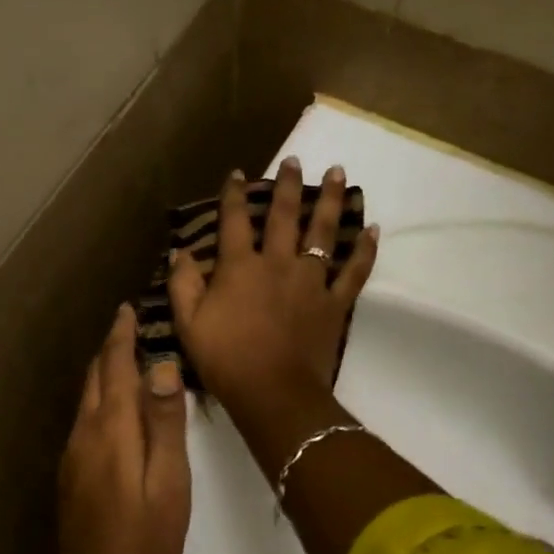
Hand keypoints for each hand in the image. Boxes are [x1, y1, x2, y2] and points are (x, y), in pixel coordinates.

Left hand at [57, 303, 191, 553]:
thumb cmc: (147, 537)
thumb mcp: (170, 481)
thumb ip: (165, 424)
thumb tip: (161, 367)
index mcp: (111, 431)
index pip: (113, 369)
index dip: (120, 337)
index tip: (126, 309)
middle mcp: (84, 435)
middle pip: (94, 379)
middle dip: (109, 349)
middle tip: (127, 326)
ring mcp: (72, 456)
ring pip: (85, 400)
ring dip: (102, 373)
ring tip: (122, 359)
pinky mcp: (69, 475)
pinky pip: (83, 421)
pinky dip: (98, 400)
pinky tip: (112, 410)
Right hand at [165, 160, 378, 417]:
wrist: (273, 392)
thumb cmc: (225, 360)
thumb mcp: (188, 324)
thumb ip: (182, 284)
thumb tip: (181, 252)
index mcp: (240, 267)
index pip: (235, 221)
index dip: (235, 195)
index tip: (238, 174)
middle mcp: (277, 263)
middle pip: (285, 216)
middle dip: (289, 185)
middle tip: (297, 160)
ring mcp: (310, 281)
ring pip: (323, 232)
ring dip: (330, 200)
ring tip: (338, 172)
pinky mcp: (334, 303)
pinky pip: (354, 271)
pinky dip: (364, 250)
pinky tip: (371, 228)